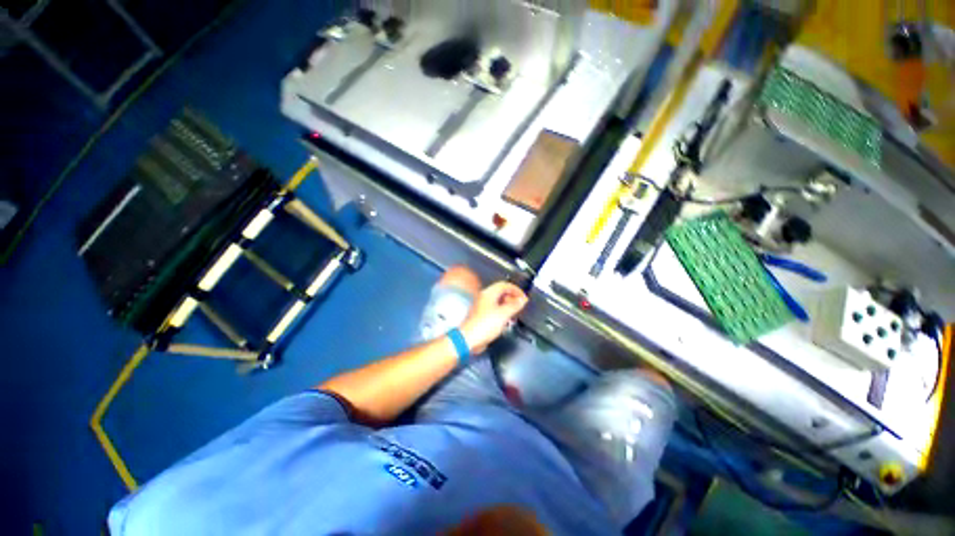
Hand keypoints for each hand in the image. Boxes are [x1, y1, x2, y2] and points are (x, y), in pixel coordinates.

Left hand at [459, 282, 527, 352]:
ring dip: (508, 306)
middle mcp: (485, 298)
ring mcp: (483, 306)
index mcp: (489, 293)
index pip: (505, 285)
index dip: (516, 290)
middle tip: (520, 305)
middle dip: (513, 298)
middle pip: (501, 292)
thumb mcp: (504, 314)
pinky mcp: (482, 316)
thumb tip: (522, 300)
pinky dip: (503, 312)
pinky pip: (495, 310)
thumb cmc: (484, 325)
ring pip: (499, 301)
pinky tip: (507, 320)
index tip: (523, 297)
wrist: (470, 338)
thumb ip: (514, 305)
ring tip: (515, 313)